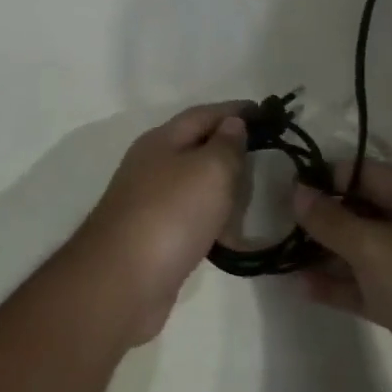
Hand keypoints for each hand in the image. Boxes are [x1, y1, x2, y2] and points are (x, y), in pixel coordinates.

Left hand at [74, 103, 249, 345]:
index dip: (236, 110)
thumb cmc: (170, 214)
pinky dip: (213, 219)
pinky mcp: (153, 238)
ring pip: (194, 184)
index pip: (204, 114)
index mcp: (161, 140)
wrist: (122, 282)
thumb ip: (226, 144)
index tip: (269, 115)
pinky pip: (191, 218)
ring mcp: (149, 203)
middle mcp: (151, 166)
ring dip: (223, 186)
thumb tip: (232, 123)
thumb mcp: (210, 170)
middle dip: (230, 148)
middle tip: (269, 156)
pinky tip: (231, 232)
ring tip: (256, 193)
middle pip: (196, 147)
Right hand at [292, 162, 391, 391]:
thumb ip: (332, 220)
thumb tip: (296, 190)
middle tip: (275, 220)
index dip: (325, 177)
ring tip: (278, 253)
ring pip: (363, 251)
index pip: (366, 173)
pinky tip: (300, 287)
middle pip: (363, 211)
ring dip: (325, 253)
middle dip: (322, 216)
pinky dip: (339, 285)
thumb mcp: (377, 246)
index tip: (285, 186)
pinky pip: (367, 286)